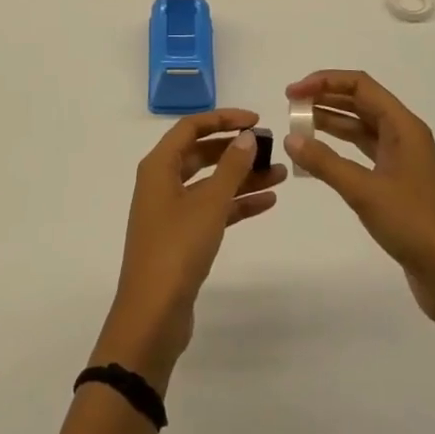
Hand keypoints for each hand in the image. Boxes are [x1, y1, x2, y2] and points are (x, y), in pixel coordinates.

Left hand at [94, 109, 285, 388]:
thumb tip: (247, 136)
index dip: (224, 118)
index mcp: (159, 166)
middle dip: (236, 149)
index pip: (191, 127)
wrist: (153, 315)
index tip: (257, 120)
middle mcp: (162, 182)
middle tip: (271, 147)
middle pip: (202, 153)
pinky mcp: (182, 237)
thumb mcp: (209, 204)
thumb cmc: (177, 249)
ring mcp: (171, 210)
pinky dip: (236, 204)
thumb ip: (231, 167)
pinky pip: (213, 209)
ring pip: (211, 183)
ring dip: (242, 177)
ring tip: (281, 175)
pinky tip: (267, 202)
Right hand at [285, 71, 434, 331]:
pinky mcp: (398, 184)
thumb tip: (290, 139)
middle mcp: (404, 136)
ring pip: (361, 128)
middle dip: (325, 99)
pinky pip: (364, 153)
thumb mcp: (365, 191)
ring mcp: (402, 160)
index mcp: (403, 126)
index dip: (324, 81)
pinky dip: (340, 149)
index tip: (293, 94)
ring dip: (331, 123)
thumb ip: (325, 162)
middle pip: (361, 102)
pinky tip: (318, 157)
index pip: (360, 85)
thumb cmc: (415, 224)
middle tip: (290, 108)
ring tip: (298, 127)